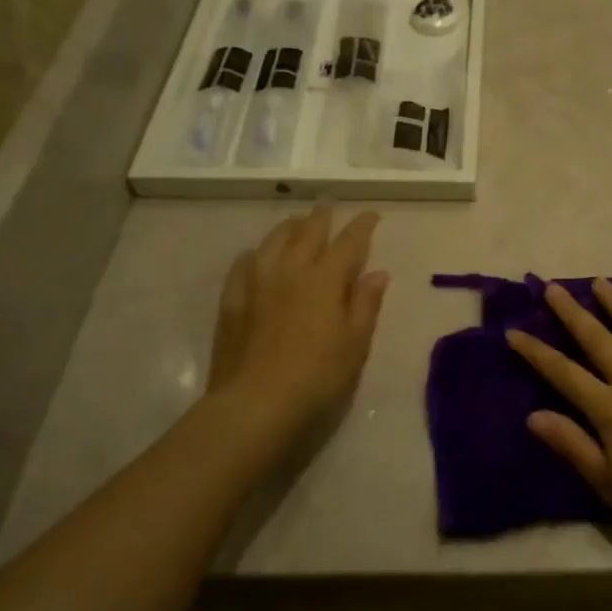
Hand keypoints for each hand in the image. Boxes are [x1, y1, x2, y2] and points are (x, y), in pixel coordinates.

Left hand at [207, 208, 388, 436]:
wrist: (256, 403)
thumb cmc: (318, 375)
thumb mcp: (356, 343)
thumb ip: (366, 304)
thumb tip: (378, 273)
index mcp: (326, 280)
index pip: (349, 242)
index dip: (362, 226)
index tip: (372, 215)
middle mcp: (291, 271)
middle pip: (307, 233)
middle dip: (321, 218)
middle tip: (329, 207)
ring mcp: (257, 283)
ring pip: (273, 242)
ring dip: (288, 228)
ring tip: (296, 223)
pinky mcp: (233, 302)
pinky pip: (243, 265)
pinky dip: (255, 254)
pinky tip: (255, 256)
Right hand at [505, 280, 611, 542]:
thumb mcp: (610, 484)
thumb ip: (572, 446)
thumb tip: (533, 416)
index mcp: (611, 409)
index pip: (564, 374)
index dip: (536, 353)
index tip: (513, 331)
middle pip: (598, 340)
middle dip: (572, 313)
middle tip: (554, 287)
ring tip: (600, 281)